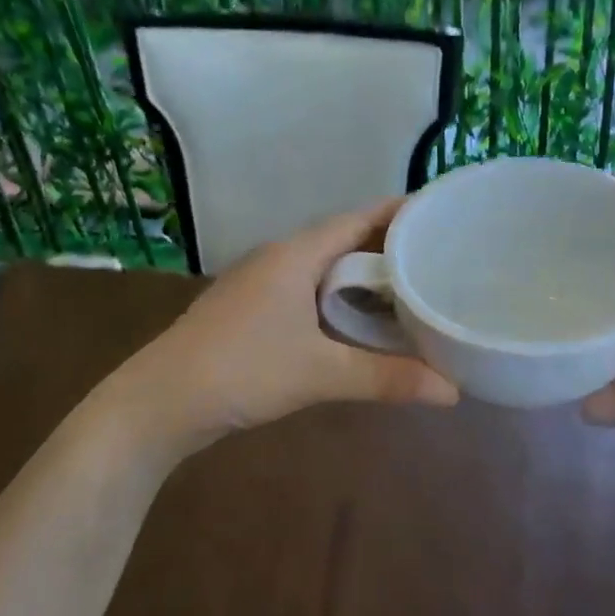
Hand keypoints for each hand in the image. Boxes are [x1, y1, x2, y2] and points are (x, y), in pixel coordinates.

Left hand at [121, 199, 459, 451]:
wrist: (162, 401)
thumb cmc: (242, 371)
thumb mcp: (320, 374)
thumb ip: (386, 378)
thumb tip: (452, 392)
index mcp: (294, 255)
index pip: (357, 219)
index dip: (399, 214)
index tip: (440, 217)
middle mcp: (276, 258)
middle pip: (342, 240)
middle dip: (387, 249)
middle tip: (437, 261)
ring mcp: (257, 285)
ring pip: (321, 269)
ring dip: (359, 277)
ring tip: (407, 291)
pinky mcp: (247, 311)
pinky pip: (304, 292)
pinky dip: (336, 299)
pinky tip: (355, 324)